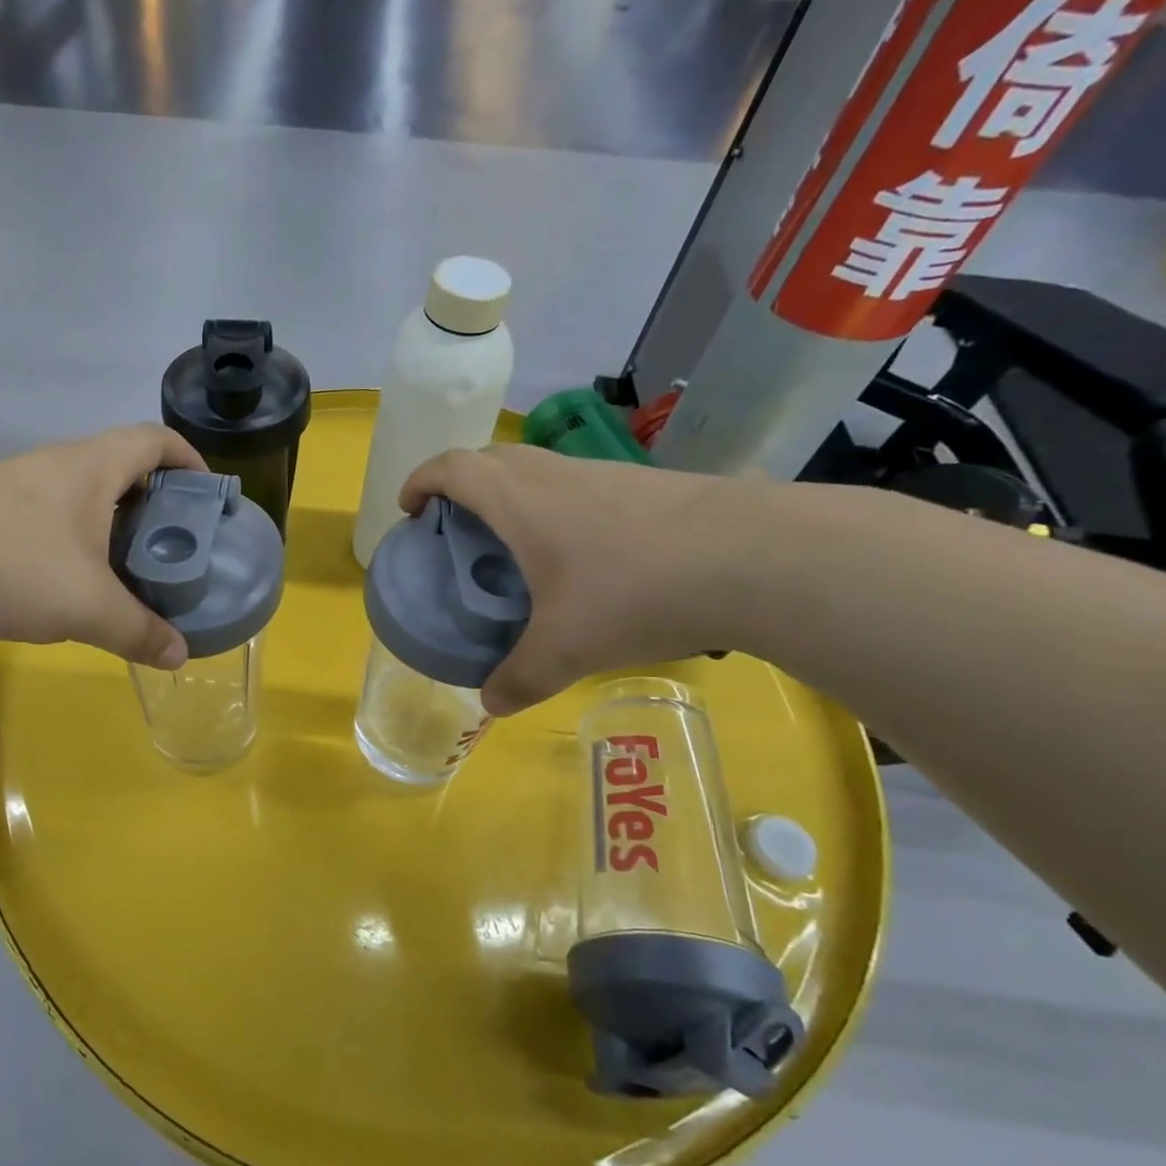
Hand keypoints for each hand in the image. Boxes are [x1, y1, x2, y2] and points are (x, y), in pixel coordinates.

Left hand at [0, 424, 206, 664]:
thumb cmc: (12, 566)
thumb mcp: (87, 607)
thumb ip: (139, 631)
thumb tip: (179, 656)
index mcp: (92, 467)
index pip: (155, 439)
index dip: (190, 459)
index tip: (208, 495)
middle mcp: (56, 462)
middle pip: (121, 462)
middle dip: (155, 497)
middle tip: (172, 543)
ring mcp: (15, 480)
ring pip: (81, 489)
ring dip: (110, 518)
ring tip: (125, 565)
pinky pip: (47, 510)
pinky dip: (73, 533)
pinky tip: (65, 576)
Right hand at [399, 445, 751, 715]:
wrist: (756, 556)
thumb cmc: (636, 591)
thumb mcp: (567, 649)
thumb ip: (520, 678)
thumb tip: (491, 705)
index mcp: (518, 499)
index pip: (450, 466)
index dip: (420, 481)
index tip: (409, 511)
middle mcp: (553, 474)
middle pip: (488, 460)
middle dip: (458, 487)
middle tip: (454, 532)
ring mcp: (600, 474)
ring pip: (535, 470)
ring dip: (508, 496)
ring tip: (511, 549)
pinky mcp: (641, 485)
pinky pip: (573, 485)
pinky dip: (552, 508)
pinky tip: (577, 559)